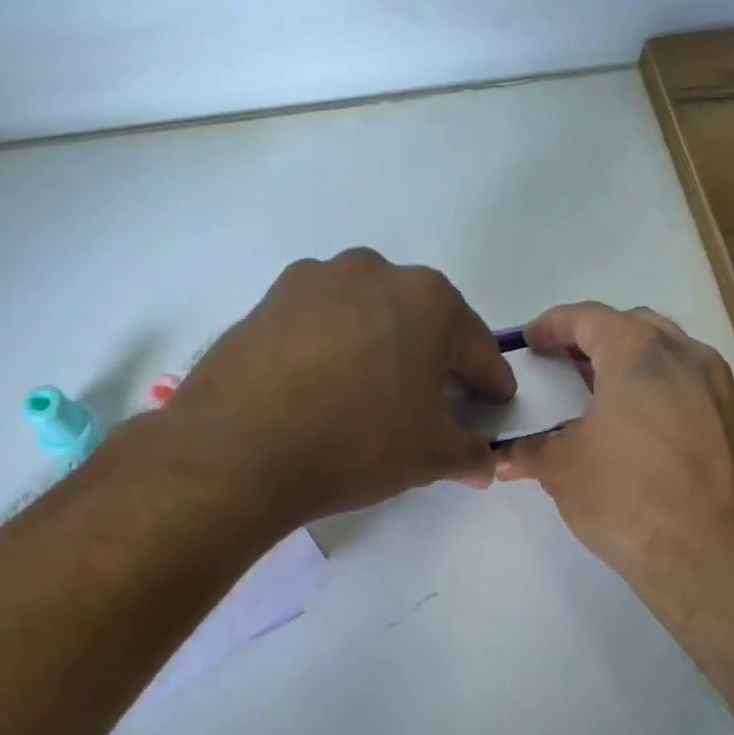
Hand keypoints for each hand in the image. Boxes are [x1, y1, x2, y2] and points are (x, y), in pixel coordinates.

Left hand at [161, 249, 514, 525]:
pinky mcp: (267, 301)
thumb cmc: (356, 442)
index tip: (494, 404)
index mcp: (428, 300)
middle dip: (434, 362)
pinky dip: (332, 350)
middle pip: (421, 323)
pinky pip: (319, 325)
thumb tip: (485, 462)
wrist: (239, 447)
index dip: (490, 382)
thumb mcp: (430, 456)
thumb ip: (470, 453)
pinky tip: (322, 388)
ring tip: (371, 395)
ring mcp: (314, 281)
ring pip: (367, 317)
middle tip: (434, 405)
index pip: (475, 347)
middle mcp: (374, 272)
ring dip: (380, 349)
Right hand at [495, 302, 733, 585]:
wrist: (716, 557)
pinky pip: (697, 392)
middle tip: (569, 365)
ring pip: (674, 358)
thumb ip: (531, 452)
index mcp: (640, 354)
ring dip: (636, 367)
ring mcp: (724, 391)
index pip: (589, 318)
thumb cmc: (628, 497)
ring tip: (608, 398)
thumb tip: (502, 458)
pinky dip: (667, 395)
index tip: (532, 339)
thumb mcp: (563, 471)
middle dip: (598, 339)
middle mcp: (690, 358)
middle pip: (637, 328)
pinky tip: (649, 434)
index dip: (554, 324)